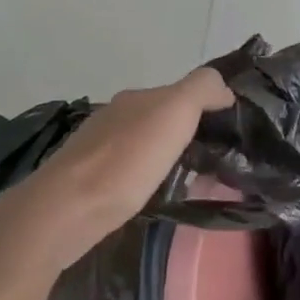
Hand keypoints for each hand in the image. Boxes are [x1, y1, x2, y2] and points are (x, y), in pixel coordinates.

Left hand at [0, 67, 234, 286]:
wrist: (66, 211)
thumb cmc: (126, 161)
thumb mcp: (174, 112)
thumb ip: (201, 89)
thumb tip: (223, 88)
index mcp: (138, 99)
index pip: (183, 93)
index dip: (210, 107)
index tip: (233, 133)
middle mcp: (117, 116)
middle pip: (165, 119)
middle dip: (192, 134)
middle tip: (222, 160)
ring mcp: (100, 149)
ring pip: (149, 146)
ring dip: (173, 157)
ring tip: (198, 182)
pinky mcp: (92, 181)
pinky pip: (134, 171)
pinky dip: (153, 178)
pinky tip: (162, 195)